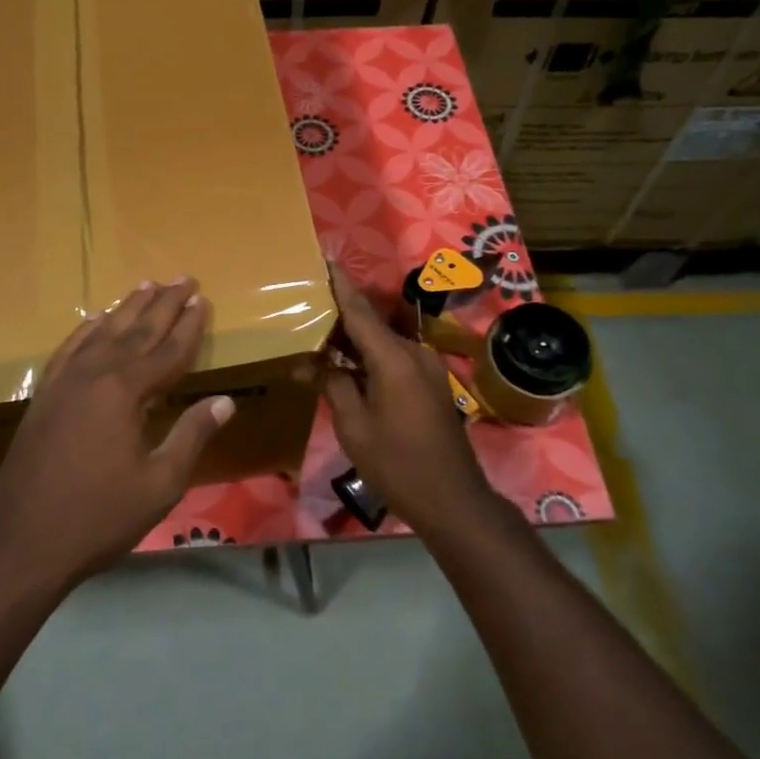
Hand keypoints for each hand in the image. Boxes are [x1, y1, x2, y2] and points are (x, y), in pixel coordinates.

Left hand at [0, 277, 233, 587]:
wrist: (21, 544)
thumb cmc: (98, 518)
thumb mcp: (159, 484)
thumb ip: (191, 436)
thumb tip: (226, 401)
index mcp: (124, 392)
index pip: (167, 350)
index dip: (189, 326)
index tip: (203, 300)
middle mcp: (93, 375)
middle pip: (136, 330)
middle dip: (163, 304)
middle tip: (183, 278)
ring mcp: (63, 383)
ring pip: (102, 333)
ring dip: (127, 308)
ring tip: (146, 285)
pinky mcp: (44, 396)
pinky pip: (69, 349)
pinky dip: (86, 331)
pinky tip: (94, 321)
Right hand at [320, 262, 492, 533]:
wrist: (452, 499)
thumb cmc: (397, 464)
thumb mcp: (354, 426)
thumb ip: (333, 385)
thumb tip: (311, 362)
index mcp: (394, 358)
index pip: (360, 311)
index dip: (340, 284)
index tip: (325, 259)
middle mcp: (414, 353)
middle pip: (372, 323)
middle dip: (340, 314)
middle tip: (307, 306)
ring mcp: (426, 367)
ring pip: (383, 341)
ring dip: (354, 339)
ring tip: (319, 335)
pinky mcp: (430, 383)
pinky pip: (394, 357)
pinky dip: (370, 356)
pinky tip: (346, 364)